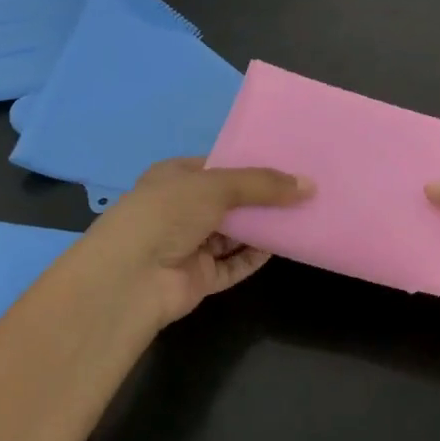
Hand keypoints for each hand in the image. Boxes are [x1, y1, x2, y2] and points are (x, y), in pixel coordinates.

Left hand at [81, 158, 313, 328]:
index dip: (248, 164)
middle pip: (228, 201)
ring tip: (301, 215)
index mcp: (174, 177)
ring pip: (233, 234)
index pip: (216, 166)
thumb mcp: (216, 186)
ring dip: (262, 227)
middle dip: (260, 198)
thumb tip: (308, 185)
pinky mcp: (199, 277)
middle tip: (302, 190)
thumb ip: (262, 185)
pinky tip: (282, 246)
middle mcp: (180, 209)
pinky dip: (255, 257)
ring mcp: (189, 245)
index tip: (286, 162)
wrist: (131, 277)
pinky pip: (233, 264)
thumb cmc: (167, 213)